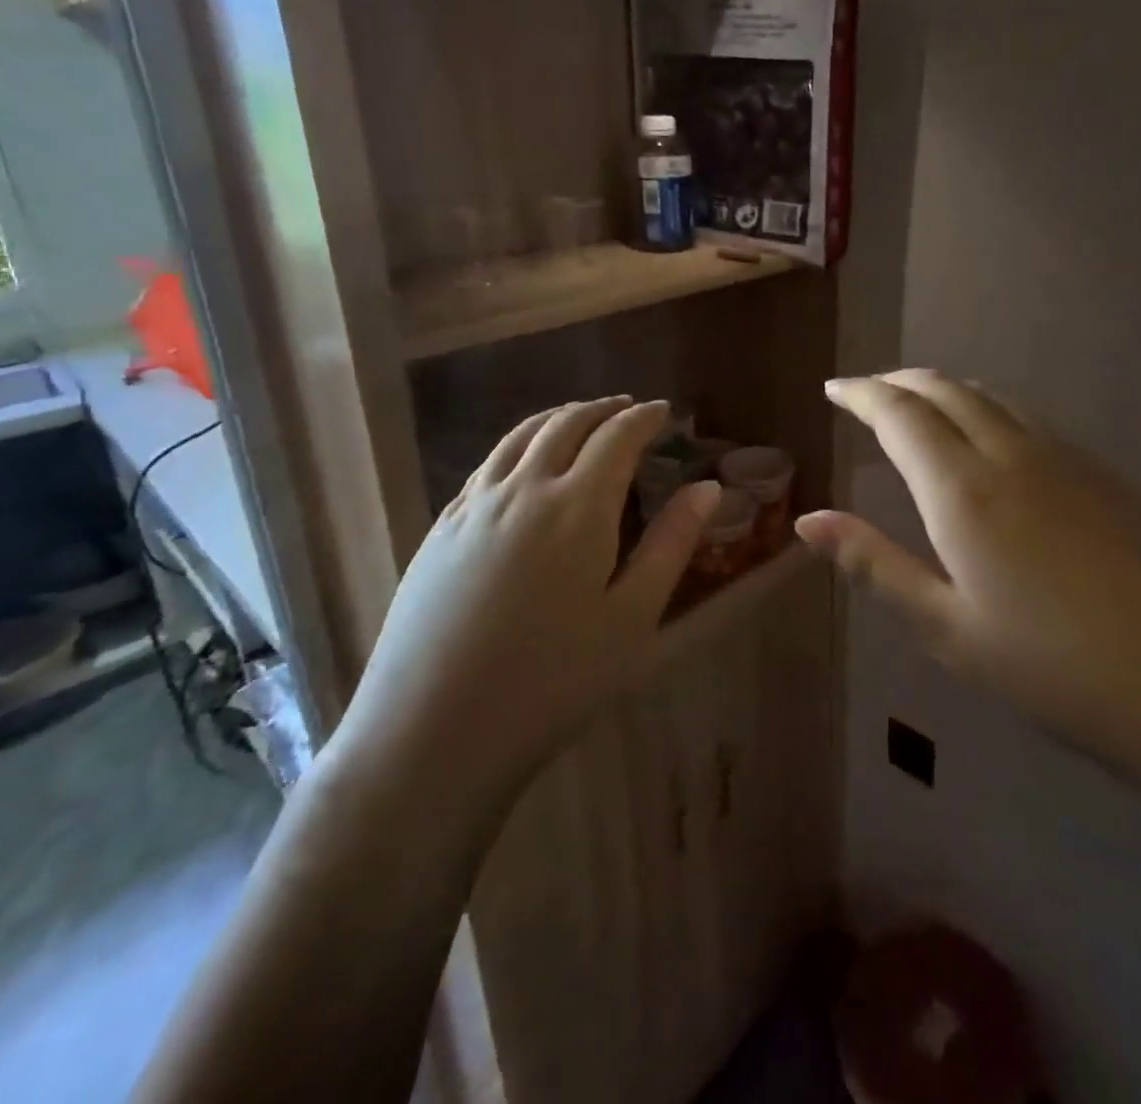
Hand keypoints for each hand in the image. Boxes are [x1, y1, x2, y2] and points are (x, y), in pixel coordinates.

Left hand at [331, 397, 718, 797]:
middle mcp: (523, 489)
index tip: (665, 412)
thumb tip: (708, 487)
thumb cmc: (553, 681)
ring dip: (558, 417)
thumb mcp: (632, 617)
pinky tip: (523, 463)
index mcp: (578, 506)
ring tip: (581, 419)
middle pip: (566, 424)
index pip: (617, 437)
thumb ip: (671, 544)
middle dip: (602, 409)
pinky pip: (487, 463)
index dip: (644, 418)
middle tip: (628, 408)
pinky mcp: (441, 528)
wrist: (433, 732)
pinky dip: (518, 444)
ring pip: (520, 436)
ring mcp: (474, 506)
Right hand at [798, 371, 1140, 794]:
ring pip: (991, 397)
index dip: (862, 393)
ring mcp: (1065, 458)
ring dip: (944, 390)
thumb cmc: (1047, 668)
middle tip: (867, 392)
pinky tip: (988, 439)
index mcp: (964, 490)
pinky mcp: (1103, 473)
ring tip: (918, 406)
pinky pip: (1028, 418)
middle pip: (945, 389)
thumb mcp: (944, 627)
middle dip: (899, 381)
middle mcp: (1012, 455)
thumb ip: (874, 563)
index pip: (900, 414)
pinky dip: (987, 409)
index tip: (834, 387)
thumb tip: (808, 520)